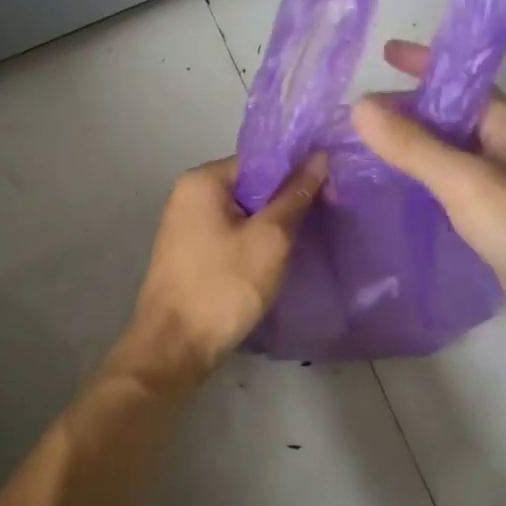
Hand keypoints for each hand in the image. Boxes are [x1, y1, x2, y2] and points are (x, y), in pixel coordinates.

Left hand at [121, 154, 325, 386]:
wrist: (174, 347)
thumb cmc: (223, 286)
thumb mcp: (269, 239)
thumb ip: (295, 196)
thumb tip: (319, 157)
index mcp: (202, 180)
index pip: (259, 161)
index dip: (297, 172)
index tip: (330, 190)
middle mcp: (188, 195)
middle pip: (250, 185)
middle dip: (286, 200)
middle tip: (326, 215)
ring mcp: (185, 226)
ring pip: (242, 213)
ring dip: (272, 224)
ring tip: (307, 237)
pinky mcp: (190, 254)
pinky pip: (230, 235)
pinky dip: (254, 242)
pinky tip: (278, 258)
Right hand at [351, 40, 505, 352]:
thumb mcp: (464, 180)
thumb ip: (412, 145)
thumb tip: (359, 106)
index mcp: (504, 124)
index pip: (460, 79)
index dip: (424, 63)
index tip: (385, 52)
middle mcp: (500, 146)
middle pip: (446, 114)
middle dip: (405, 108)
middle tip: (357, 113)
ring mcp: (495, 183)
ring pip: (442, 150)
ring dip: (407, 144)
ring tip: (360, 147)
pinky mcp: (487, 216)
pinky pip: (443, 184)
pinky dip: (415, 178)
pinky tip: (388, 189)